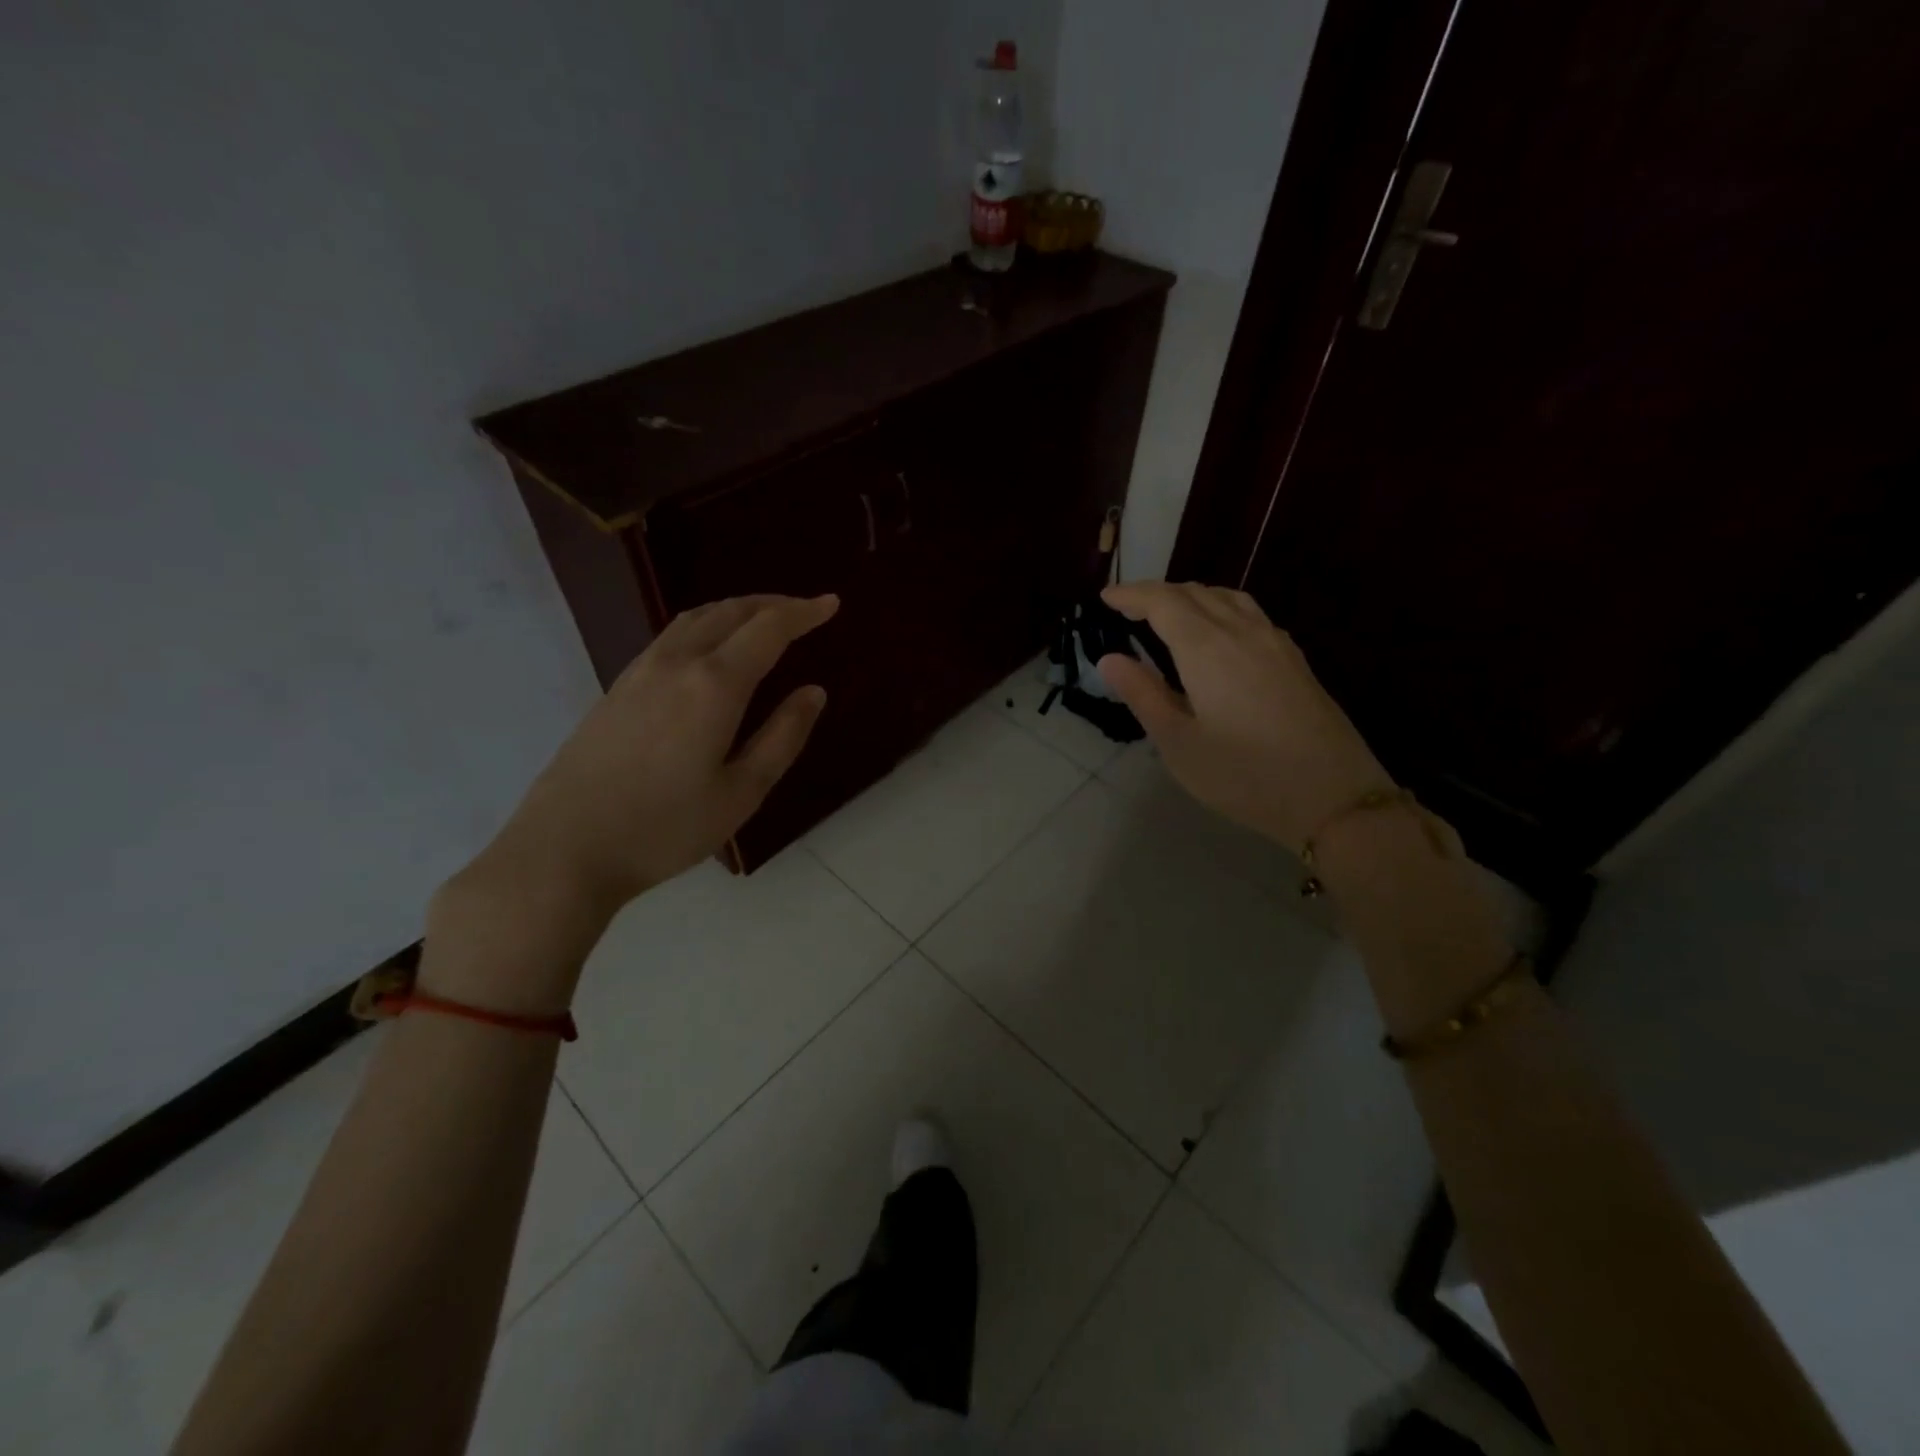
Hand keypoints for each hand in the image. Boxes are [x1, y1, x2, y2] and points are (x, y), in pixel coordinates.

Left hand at [470, 593, 837, 918]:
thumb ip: (783, 737)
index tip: (831, 603)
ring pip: (695, 619)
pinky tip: (710, 649)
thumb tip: (813, 692)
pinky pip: (671, 637)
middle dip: (772, 604)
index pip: (768, 629)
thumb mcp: (741, 792)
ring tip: (762, 620)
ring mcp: (639, 673)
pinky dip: (705, 626)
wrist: (563, 850)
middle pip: (730, 612)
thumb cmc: (664, 829)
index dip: (803, 613)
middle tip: (804, 610)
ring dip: (736, 610)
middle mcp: (676, 663)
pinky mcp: (616, 689)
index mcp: (714, 685)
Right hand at [1097, 581, 1390, 849]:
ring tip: (1170, 613)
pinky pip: (1250, 614)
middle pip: (1196, 593)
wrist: (1334, 797)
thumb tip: (1109, 659)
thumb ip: (1144, 695)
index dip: (1132, 595)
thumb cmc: (1243, 775)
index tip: (1105, 598)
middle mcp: (1242, 632)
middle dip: (1158, 593)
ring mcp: (1275, 643)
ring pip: (1228, 598)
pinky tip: (1219, 633)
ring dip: (1192, 596)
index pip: (1163, 602)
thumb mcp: (1178, 743)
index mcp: (1207, 648)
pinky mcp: (1295, 660)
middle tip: (1128, 608)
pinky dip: (1221, 609)